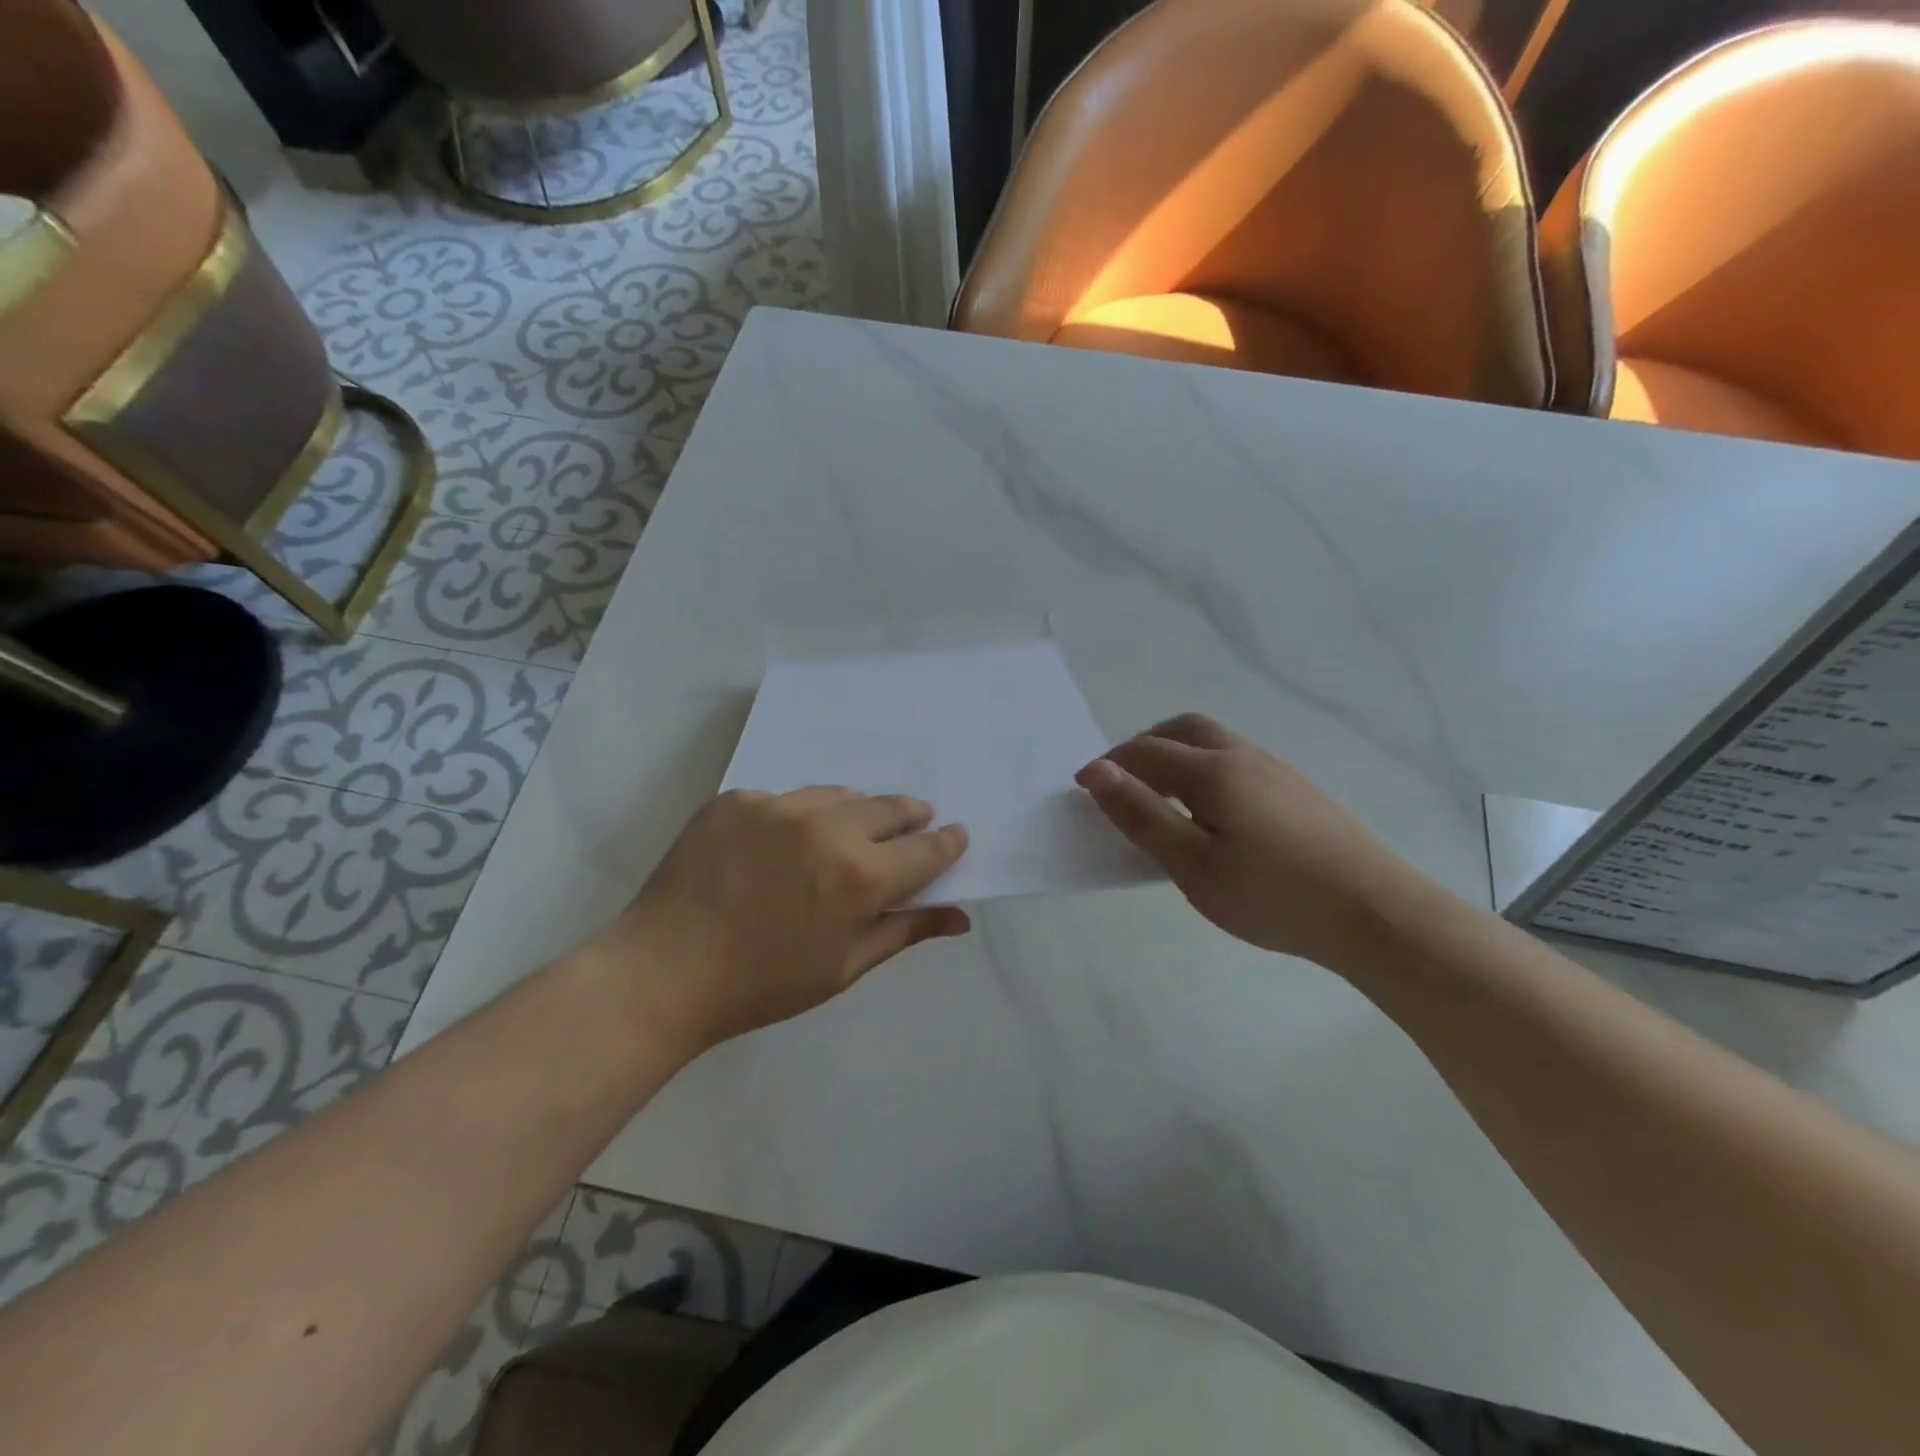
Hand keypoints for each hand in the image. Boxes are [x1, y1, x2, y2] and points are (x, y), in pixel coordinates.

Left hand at [583, 788, 969, 1052]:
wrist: (663, 972)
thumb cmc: (764, 984)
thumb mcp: (845, 966)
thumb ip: (906, 931)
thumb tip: (961, 916)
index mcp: (861, 876)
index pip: (926, 849)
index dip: (947, 843)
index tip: (956, 835)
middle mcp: (827, 828)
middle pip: (889, 808)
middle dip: (909, 816)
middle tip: (914, 821)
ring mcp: (778, 806)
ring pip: (838, 796)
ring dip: (854, 811)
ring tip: (847, 831)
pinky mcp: (738, 799)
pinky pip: (785, 799)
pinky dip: (796, 817)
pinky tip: (781, 844)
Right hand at [1076, 713, 1428, 966]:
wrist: (1375, 913)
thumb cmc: (1273, 896)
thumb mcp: (1193, 865)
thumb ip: (1141, 815)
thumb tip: (1096, 771)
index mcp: (1212, 771)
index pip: (1145, 752)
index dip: (1108, 764)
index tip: (1082, 788)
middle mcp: (1243, 756)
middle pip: (1182, 729)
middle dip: (1143, 746)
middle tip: (1122, 784)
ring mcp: (1276, 769)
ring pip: (1212, 741)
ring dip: (1175, 755)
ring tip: (1161, 799)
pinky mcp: (1297, 789)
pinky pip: (1235, 760)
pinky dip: (1204, 768)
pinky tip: (1211, 812)